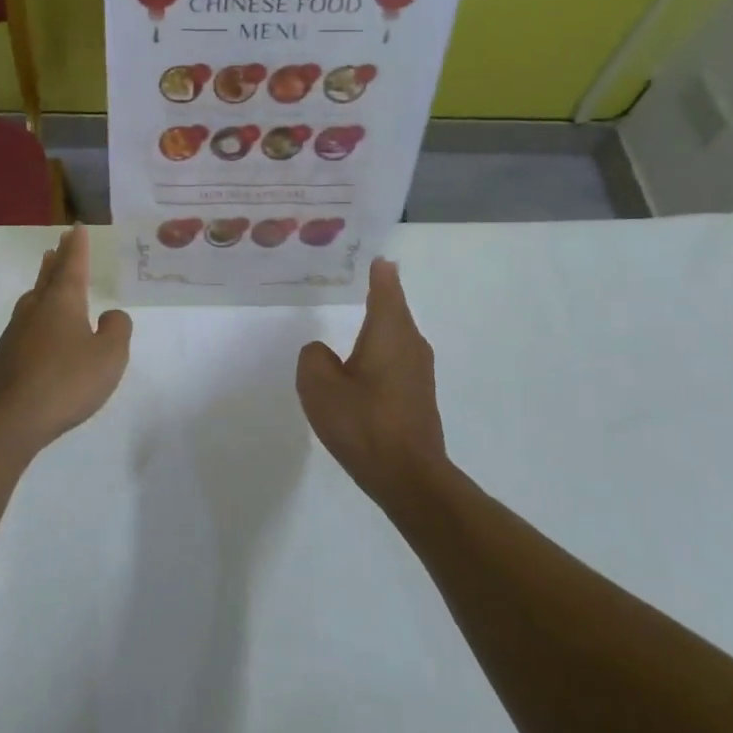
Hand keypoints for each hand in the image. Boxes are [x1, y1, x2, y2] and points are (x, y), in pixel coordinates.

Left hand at [0, 226, 132, 456]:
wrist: (6, 419)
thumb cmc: (65, 382)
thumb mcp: (109, 357)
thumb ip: (117, 330)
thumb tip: (110, 315)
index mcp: (63, 302)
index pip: (72, 266)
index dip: (77, 247)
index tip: (76, 228)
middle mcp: (36, 310)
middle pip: (48, 277)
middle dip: (57, 260)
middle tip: (59, 244)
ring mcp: (15, 333)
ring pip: (33, 299)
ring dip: (43, 284)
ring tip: (48, 278)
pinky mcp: (5, 358)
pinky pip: (26, 325)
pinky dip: (37, 315)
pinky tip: (40, 330)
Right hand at [296, 258, 446, 501]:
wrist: (408, 477)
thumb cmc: (363, 423)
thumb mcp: (319, 386)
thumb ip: (313, 358)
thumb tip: (322, 352)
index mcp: (389, 332)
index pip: (386, 288)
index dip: (379, 271)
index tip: (375, 255)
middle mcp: (411, 344)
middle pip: (394, 309)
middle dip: (379, 293)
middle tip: (358, 279)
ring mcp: (419, 371)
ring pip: (396, 336)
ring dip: (380, 325)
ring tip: (356, 316)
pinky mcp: (418, 395)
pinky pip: (397, 359)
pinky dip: (381, 351)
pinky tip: (363, 363)